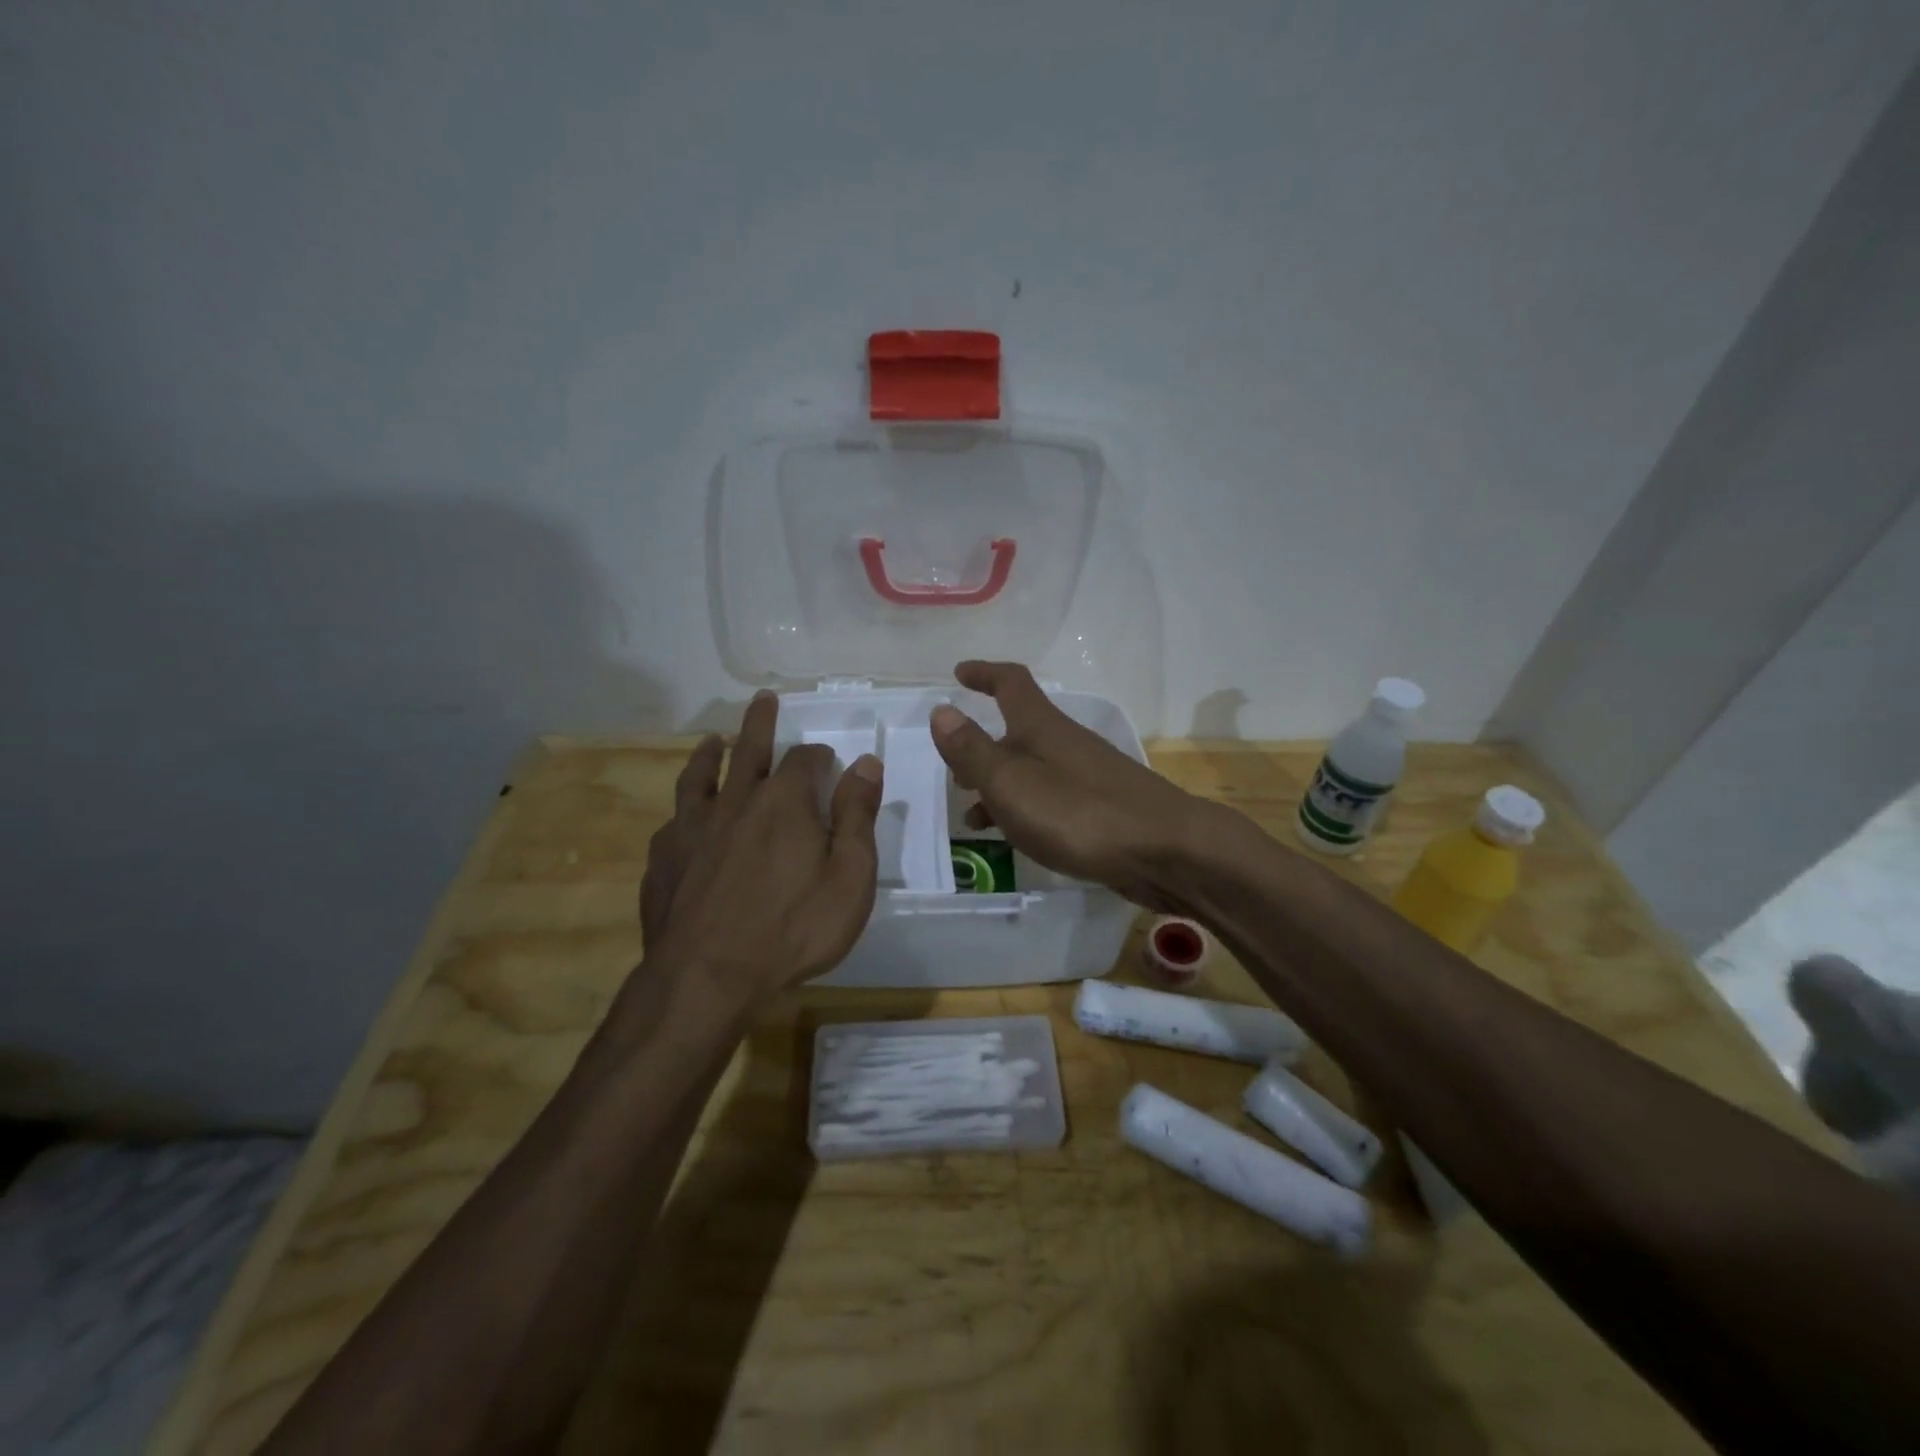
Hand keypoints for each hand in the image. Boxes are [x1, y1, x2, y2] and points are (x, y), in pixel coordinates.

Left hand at [641, 690, 882, 999]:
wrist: (707, 977)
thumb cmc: (793, 929)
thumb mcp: (849, 877)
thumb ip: (857, 817)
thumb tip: (866, 764)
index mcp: (784, 801)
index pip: (805, 760)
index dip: (819, 756)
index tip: (828, 761)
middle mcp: (736, 801)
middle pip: (749, 749)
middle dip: (761, 722)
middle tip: (764, 699)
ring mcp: (692, 828)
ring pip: (701, 776)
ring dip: (711, 754)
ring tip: (714, 740)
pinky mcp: (664, 859)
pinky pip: (673, 822)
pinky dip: (683, 811)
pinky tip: (682, 818)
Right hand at [929, 661, 1221, 911]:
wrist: (1164, 850)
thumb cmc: (1078, 812)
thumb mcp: (1010, 782)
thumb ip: (973, 751)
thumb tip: (941, 710)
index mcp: (1041, 727)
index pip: (1010, 682)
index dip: (984, 673)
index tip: (959, 673)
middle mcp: (1065, 743)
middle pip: (1018, 731)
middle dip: (983, 744)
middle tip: (955, 766)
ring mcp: (1087, 775)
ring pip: (1032, 770)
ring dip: (999, 784)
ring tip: (972, 816)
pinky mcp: (1102, 808)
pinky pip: (1050, 798)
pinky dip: (1025, 809)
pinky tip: (1017, 838)